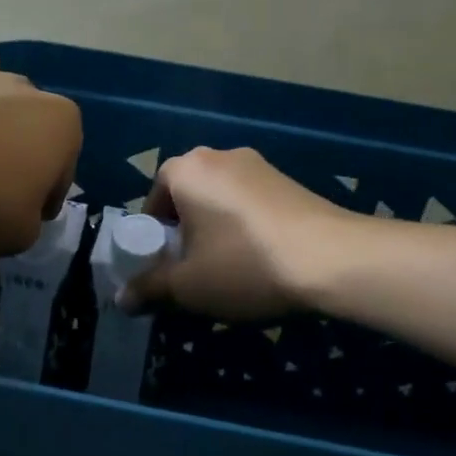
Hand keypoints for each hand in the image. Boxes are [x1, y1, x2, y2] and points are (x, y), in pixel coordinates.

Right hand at [122, 146, 350, 319]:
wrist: (334, 259)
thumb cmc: (244, 265)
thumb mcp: (187, 286)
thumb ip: (148, 289)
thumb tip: (122, 299)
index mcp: (184, 169)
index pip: (151, 204)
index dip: (153, 242)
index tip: (166, 271)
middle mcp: (217, 155)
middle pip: (185, 199)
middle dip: (184, 235)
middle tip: (194, 272)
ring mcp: (257, 165)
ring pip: (218, 201)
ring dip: (215, 231)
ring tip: (230, 270)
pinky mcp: (287, 180)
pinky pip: (248, 203)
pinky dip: (244, 227)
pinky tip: (261, 259)